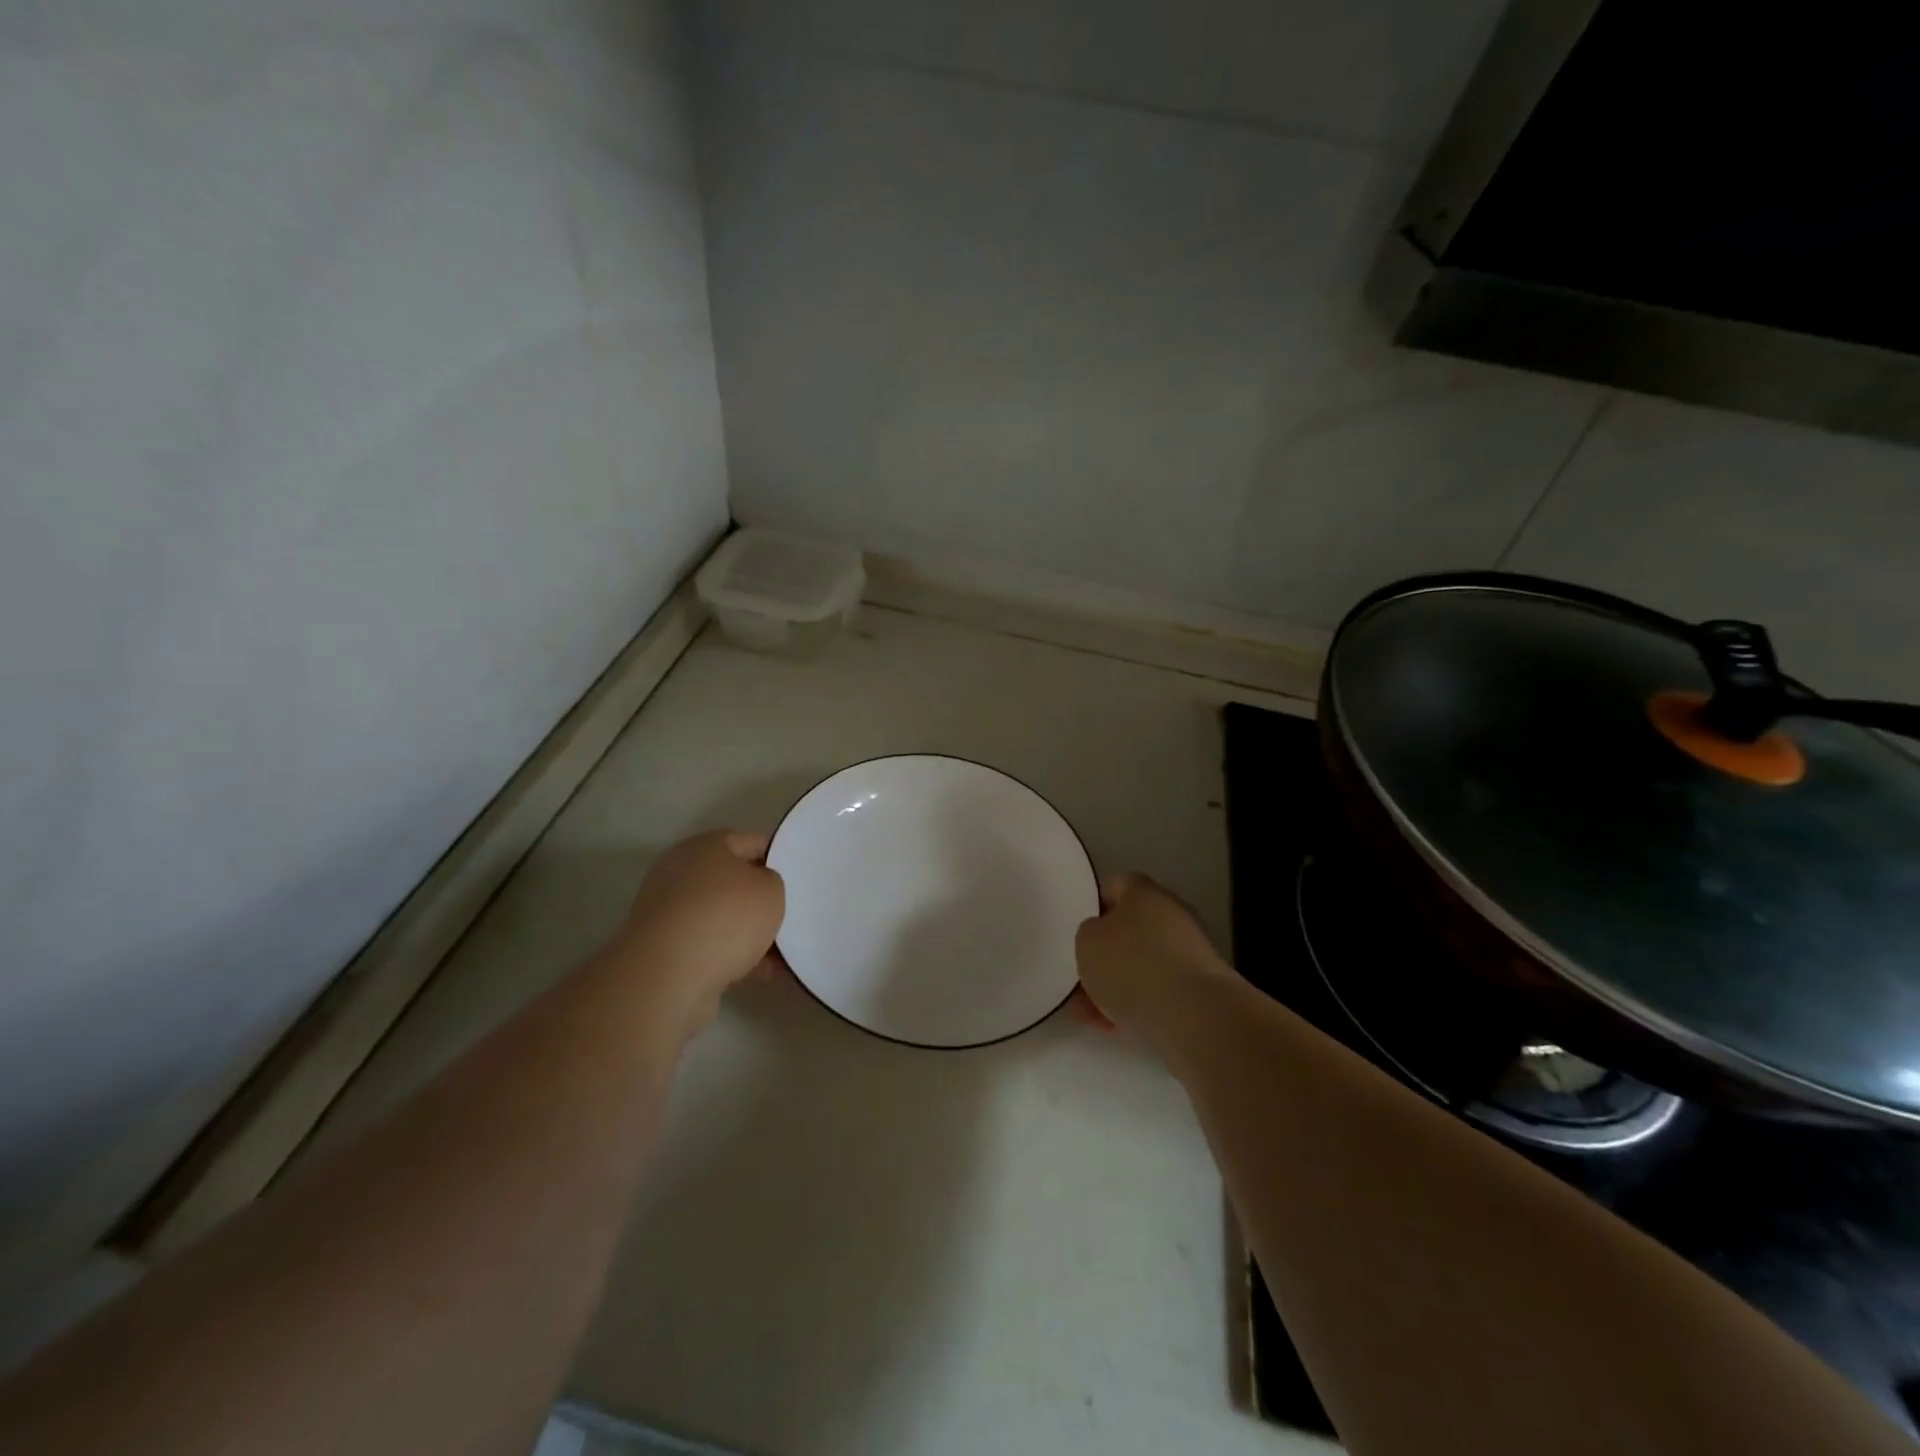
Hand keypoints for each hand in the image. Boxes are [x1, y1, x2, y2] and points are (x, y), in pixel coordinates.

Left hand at [607, 830, 784, 1038]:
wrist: (669, 975)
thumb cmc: (727, 917)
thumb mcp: (771, 890)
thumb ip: (773, 882)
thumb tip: (759, 888)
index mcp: (706, 846)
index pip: (751, 842)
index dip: (778, 857)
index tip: (798, 877)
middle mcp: (681, 872)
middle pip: (732, 882)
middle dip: (760, 900)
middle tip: (789, 915)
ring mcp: (668, 912)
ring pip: (721, 917)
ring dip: (748, 933)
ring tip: (782, 954)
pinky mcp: (663, 948)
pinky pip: (708, 946)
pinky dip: (732, 957)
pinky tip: (761, 974)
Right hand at [1075, 873, 1229, 1052]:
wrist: (1195, 1017)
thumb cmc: (1133, 967)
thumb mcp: (1087, 942)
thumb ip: (1088, 933)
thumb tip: (1101, 936)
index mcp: (1144, 892)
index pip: (1114, 886)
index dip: (1092, 905)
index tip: (1076, 930)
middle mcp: (1170, 915)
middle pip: (1128, 929)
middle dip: (1103, 954)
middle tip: (1079, 975)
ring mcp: (1188, 953)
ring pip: (1140, 964)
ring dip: (1115, 984)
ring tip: (1087, 1012)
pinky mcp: (1197, 989)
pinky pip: (1156, 990)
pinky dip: (1135, 1003)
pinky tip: (1111, 1025)